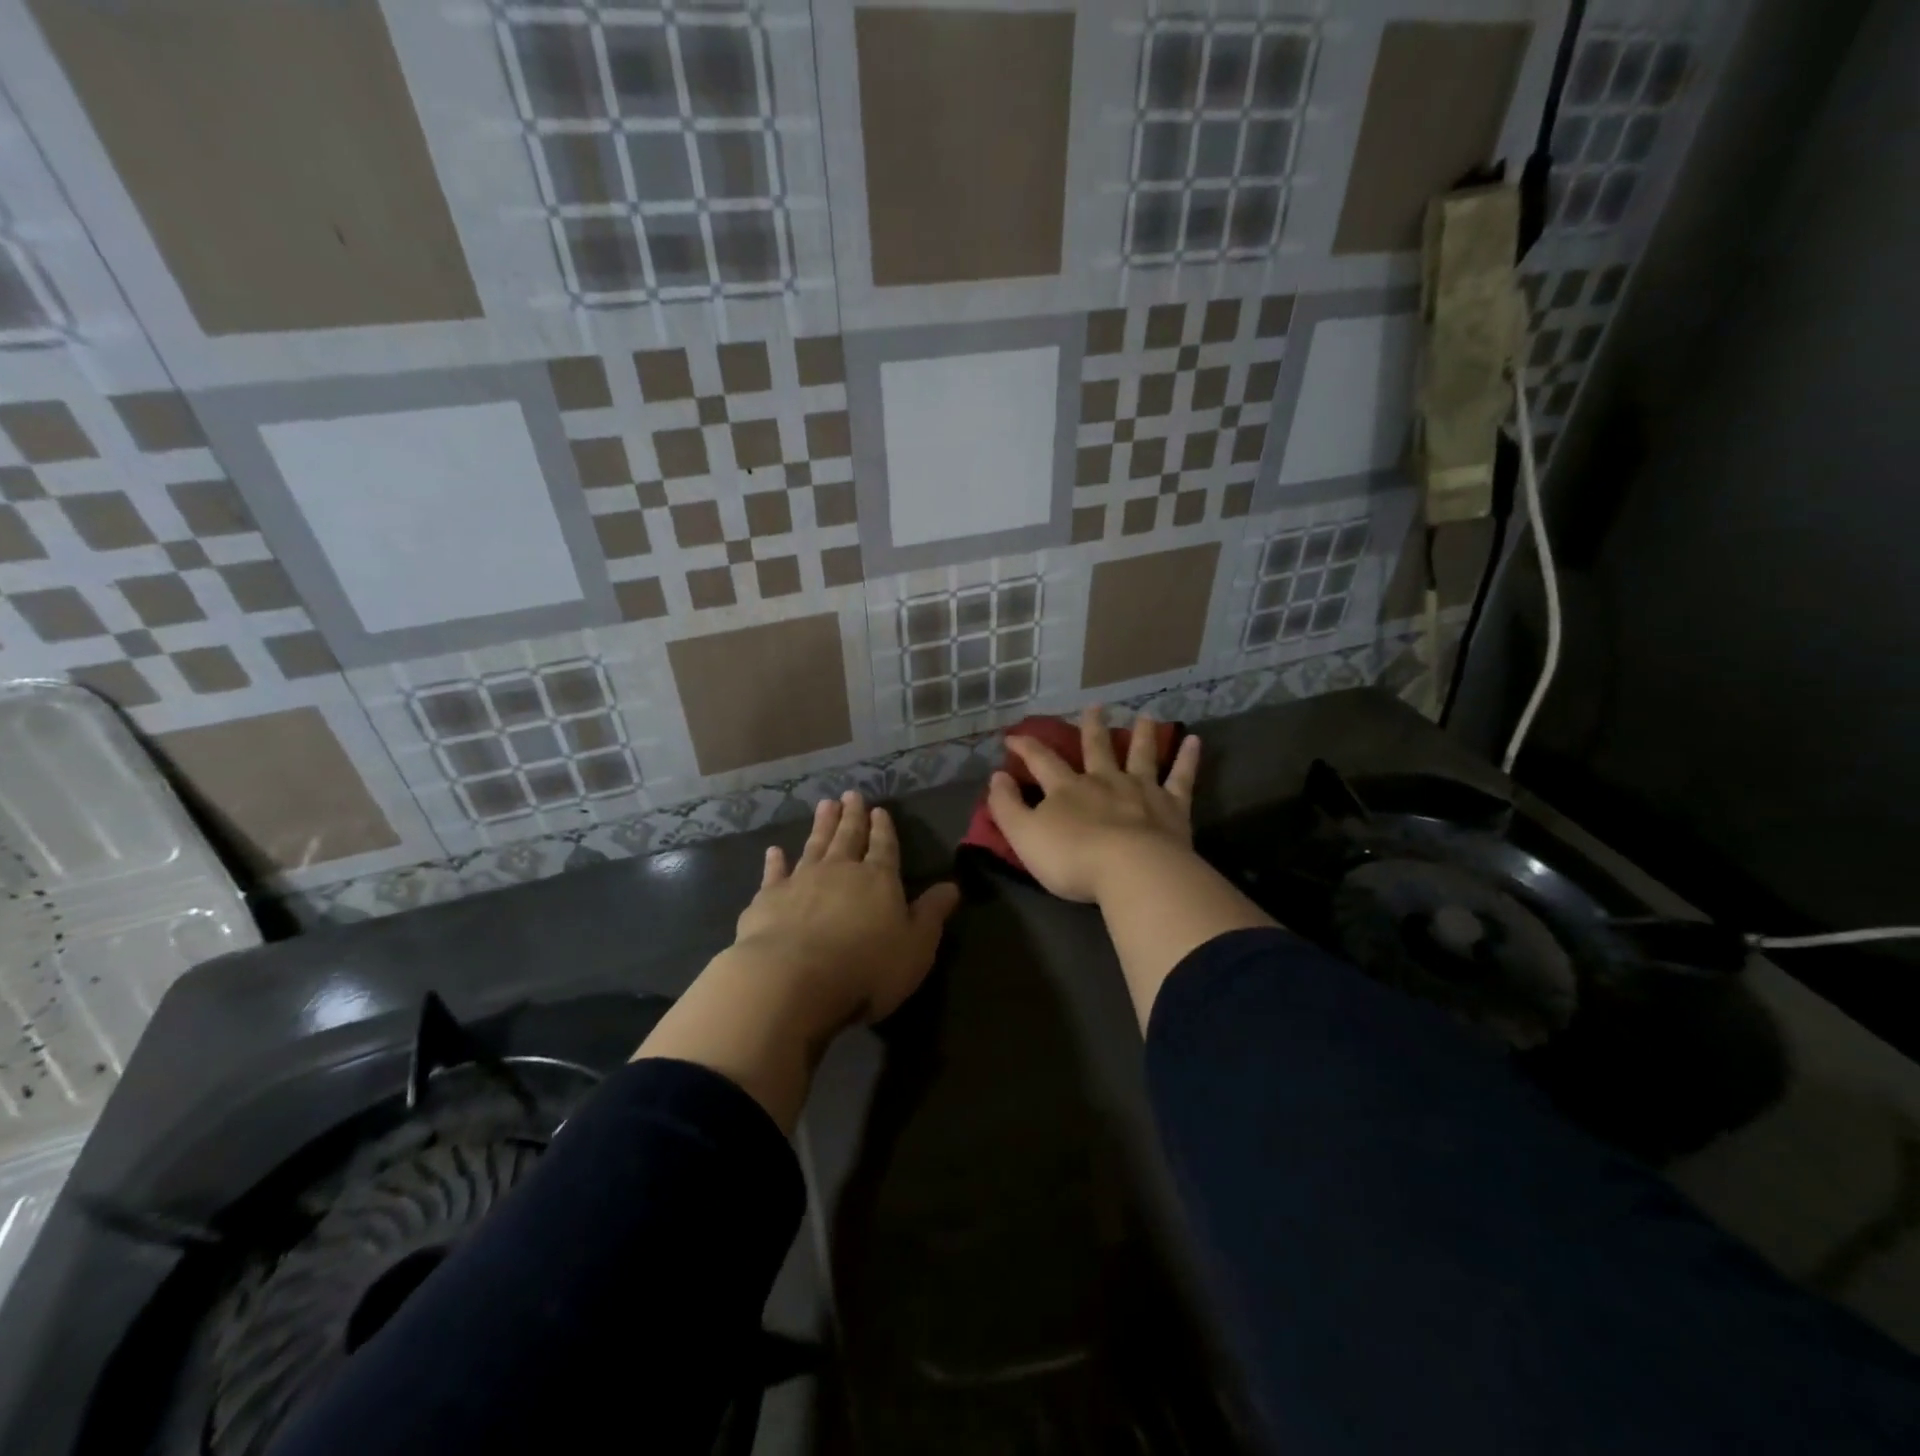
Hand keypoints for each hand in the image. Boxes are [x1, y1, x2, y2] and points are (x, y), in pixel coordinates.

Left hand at [733, 791, 960, 1027]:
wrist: (793, 978)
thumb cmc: (866, 967)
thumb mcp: (916, 946)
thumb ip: (932, 913)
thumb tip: (953, 886)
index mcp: (879, 879)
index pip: (884, 847)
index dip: (883, 829)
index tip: (880, 809)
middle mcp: (840, 870)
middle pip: (848, 837)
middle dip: (852, 816)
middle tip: (851, 794)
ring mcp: (801, 881)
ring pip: (815, 845)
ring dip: (821, 825)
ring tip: (825, 805)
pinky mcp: (769, 898)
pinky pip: (774, 873)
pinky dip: (775, 861)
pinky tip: (773, 850)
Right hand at [987, 707, 1202, 904]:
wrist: (1131, 871)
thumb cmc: (1072, 858)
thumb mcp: (1024, 836)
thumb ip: (1007, 807)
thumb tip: (996, 776)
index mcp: (1067, 789)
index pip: (1041, 761)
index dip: (1025, 747)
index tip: (1013, 736)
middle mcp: (1104, 781)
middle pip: (1097, 748)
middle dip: (1092, 728)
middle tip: (1095, 706)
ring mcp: (1141, 791)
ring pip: (1140, 755)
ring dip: (1142, 734)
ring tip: (1145, 715)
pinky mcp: (1172, 807)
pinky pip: (1181, 778)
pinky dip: (1187, 759)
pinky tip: (1194, 741)